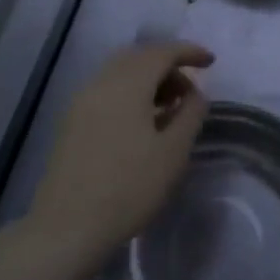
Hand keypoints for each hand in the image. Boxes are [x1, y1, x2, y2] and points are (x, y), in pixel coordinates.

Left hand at [24, 42, 214, 276]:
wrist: (67, 228)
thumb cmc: (129, 188)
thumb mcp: (173, 152)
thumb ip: (190, 114)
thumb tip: (195, 93)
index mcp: (127, 85)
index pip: (161, 52)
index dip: (189, 52)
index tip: (211, 62)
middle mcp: (100, 83)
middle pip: (138, 57)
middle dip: (168, 65)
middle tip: (189, 92)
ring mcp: (81, 102)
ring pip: (120, 73)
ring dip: (148, 80)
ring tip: (170, 109)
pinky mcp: (72, 122)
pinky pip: (107, 91)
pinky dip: (130, 93)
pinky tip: (143, 123)